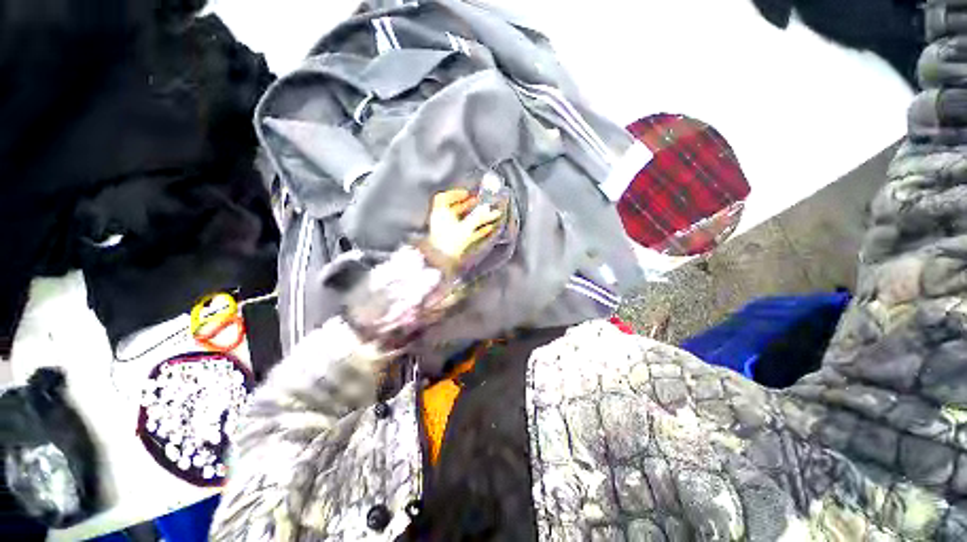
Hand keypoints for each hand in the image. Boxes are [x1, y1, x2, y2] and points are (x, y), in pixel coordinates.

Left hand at [426, 189, 501, 261]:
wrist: (442, 263)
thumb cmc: (450, 242)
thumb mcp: (465, 227)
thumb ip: (478, 217)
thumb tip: (489, 208)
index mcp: (440, 214)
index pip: (443, 198)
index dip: (455, 194)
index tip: (467, 194)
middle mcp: (442, 221)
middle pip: (455, 210)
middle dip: (469, 206)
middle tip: (481, 204)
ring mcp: (447, 233)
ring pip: (462, 222)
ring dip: (474, 218)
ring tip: (488, 215)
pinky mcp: (454, 243)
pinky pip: (466, 233)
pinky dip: (476, 229)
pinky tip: (487, 229)